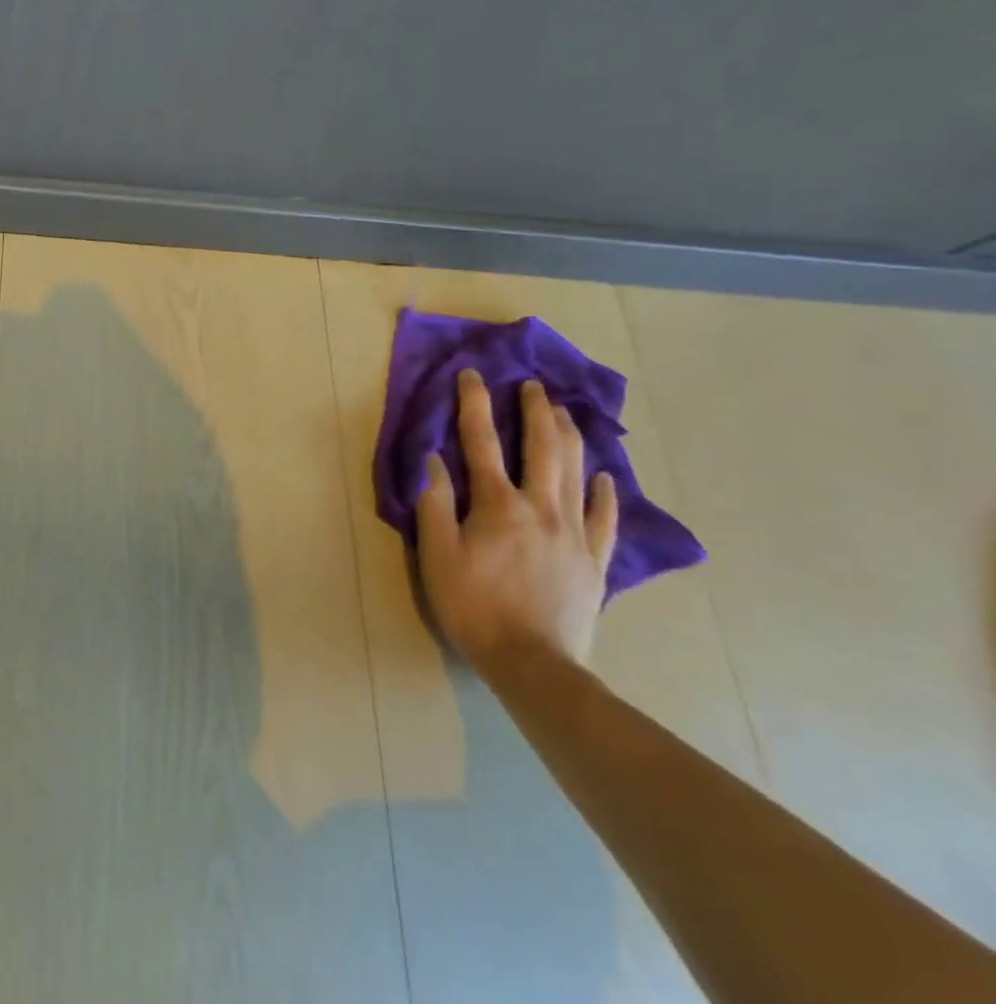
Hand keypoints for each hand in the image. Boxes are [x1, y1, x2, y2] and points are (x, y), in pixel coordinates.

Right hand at [415, 370, 618, 669]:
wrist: (534, 664)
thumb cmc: (474, 606)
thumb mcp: (437, 555)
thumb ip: (435, 503)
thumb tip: (434, 459)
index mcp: (498, 505)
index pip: (482, 442)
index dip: (475, 404)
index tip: (473, 375)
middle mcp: (541, 508)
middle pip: (542, 448)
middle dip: (536, 411)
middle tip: (533, 386)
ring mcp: (575, 533)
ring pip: (577, 472)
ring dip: (570, 437)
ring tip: (565, 413)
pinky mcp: (595, 560)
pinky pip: (604, 517)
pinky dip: (604, 492)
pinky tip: (603, 476)